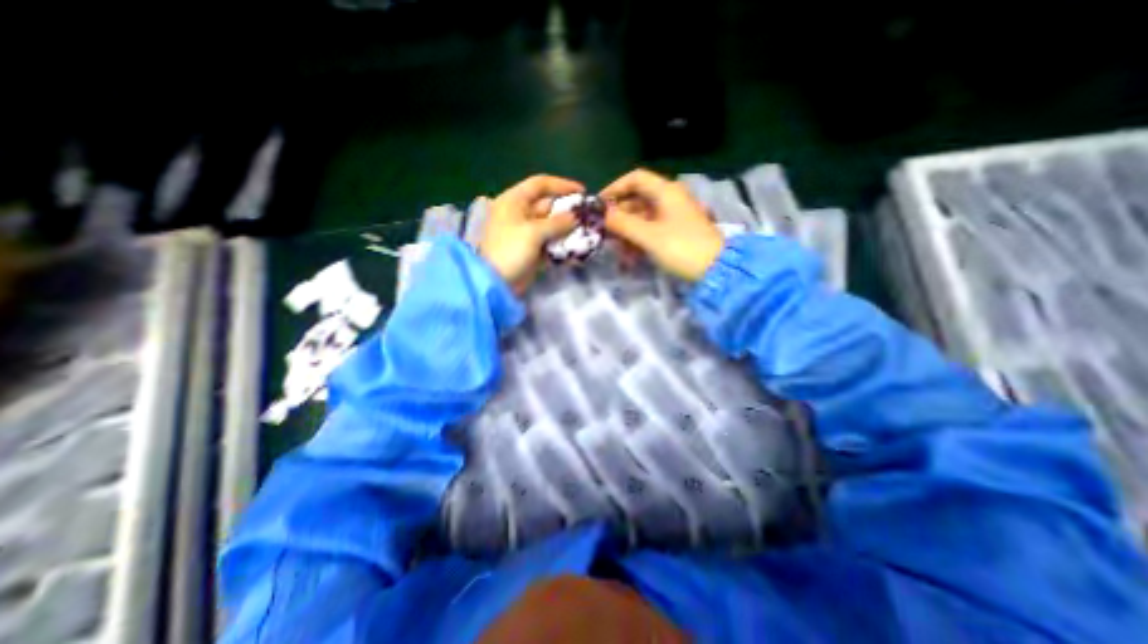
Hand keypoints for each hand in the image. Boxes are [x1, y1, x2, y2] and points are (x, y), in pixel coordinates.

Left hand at [477, 170, 584, 289]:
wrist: (496, 282)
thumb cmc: (510, 250)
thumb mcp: (534, 232)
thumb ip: (558, 222)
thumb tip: (576, 216)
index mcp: (514, 201)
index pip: (540, 184)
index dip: (562, 185)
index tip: (582, 192)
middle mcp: (520, 213)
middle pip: (547, 205)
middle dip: (568, 210)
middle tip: (588, 216)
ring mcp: (526, 233)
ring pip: (551, 225)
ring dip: (567, 228)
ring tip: (587, 231)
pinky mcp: (531, 249)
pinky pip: (550, 242)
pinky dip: (562, 243)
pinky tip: (577, 247)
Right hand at [596, 168, 720, 280]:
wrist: (717, 270)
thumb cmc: (681, 247)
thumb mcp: (648, 235)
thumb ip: (622, 223)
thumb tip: (601, 214)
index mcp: (666, 191)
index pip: (635, 178)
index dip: (615, 188)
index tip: (599, 205)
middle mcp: (670, 199)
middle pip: (637, 200)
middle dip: (619, 217)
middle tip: (604, 233)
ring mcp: (674, 216)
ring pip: (642, 218)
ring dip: (627, 233)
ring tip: (617, 251)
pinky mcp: (676, 232)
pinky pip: (651, 231)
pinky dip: (639, 241)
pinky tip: (630, 258)